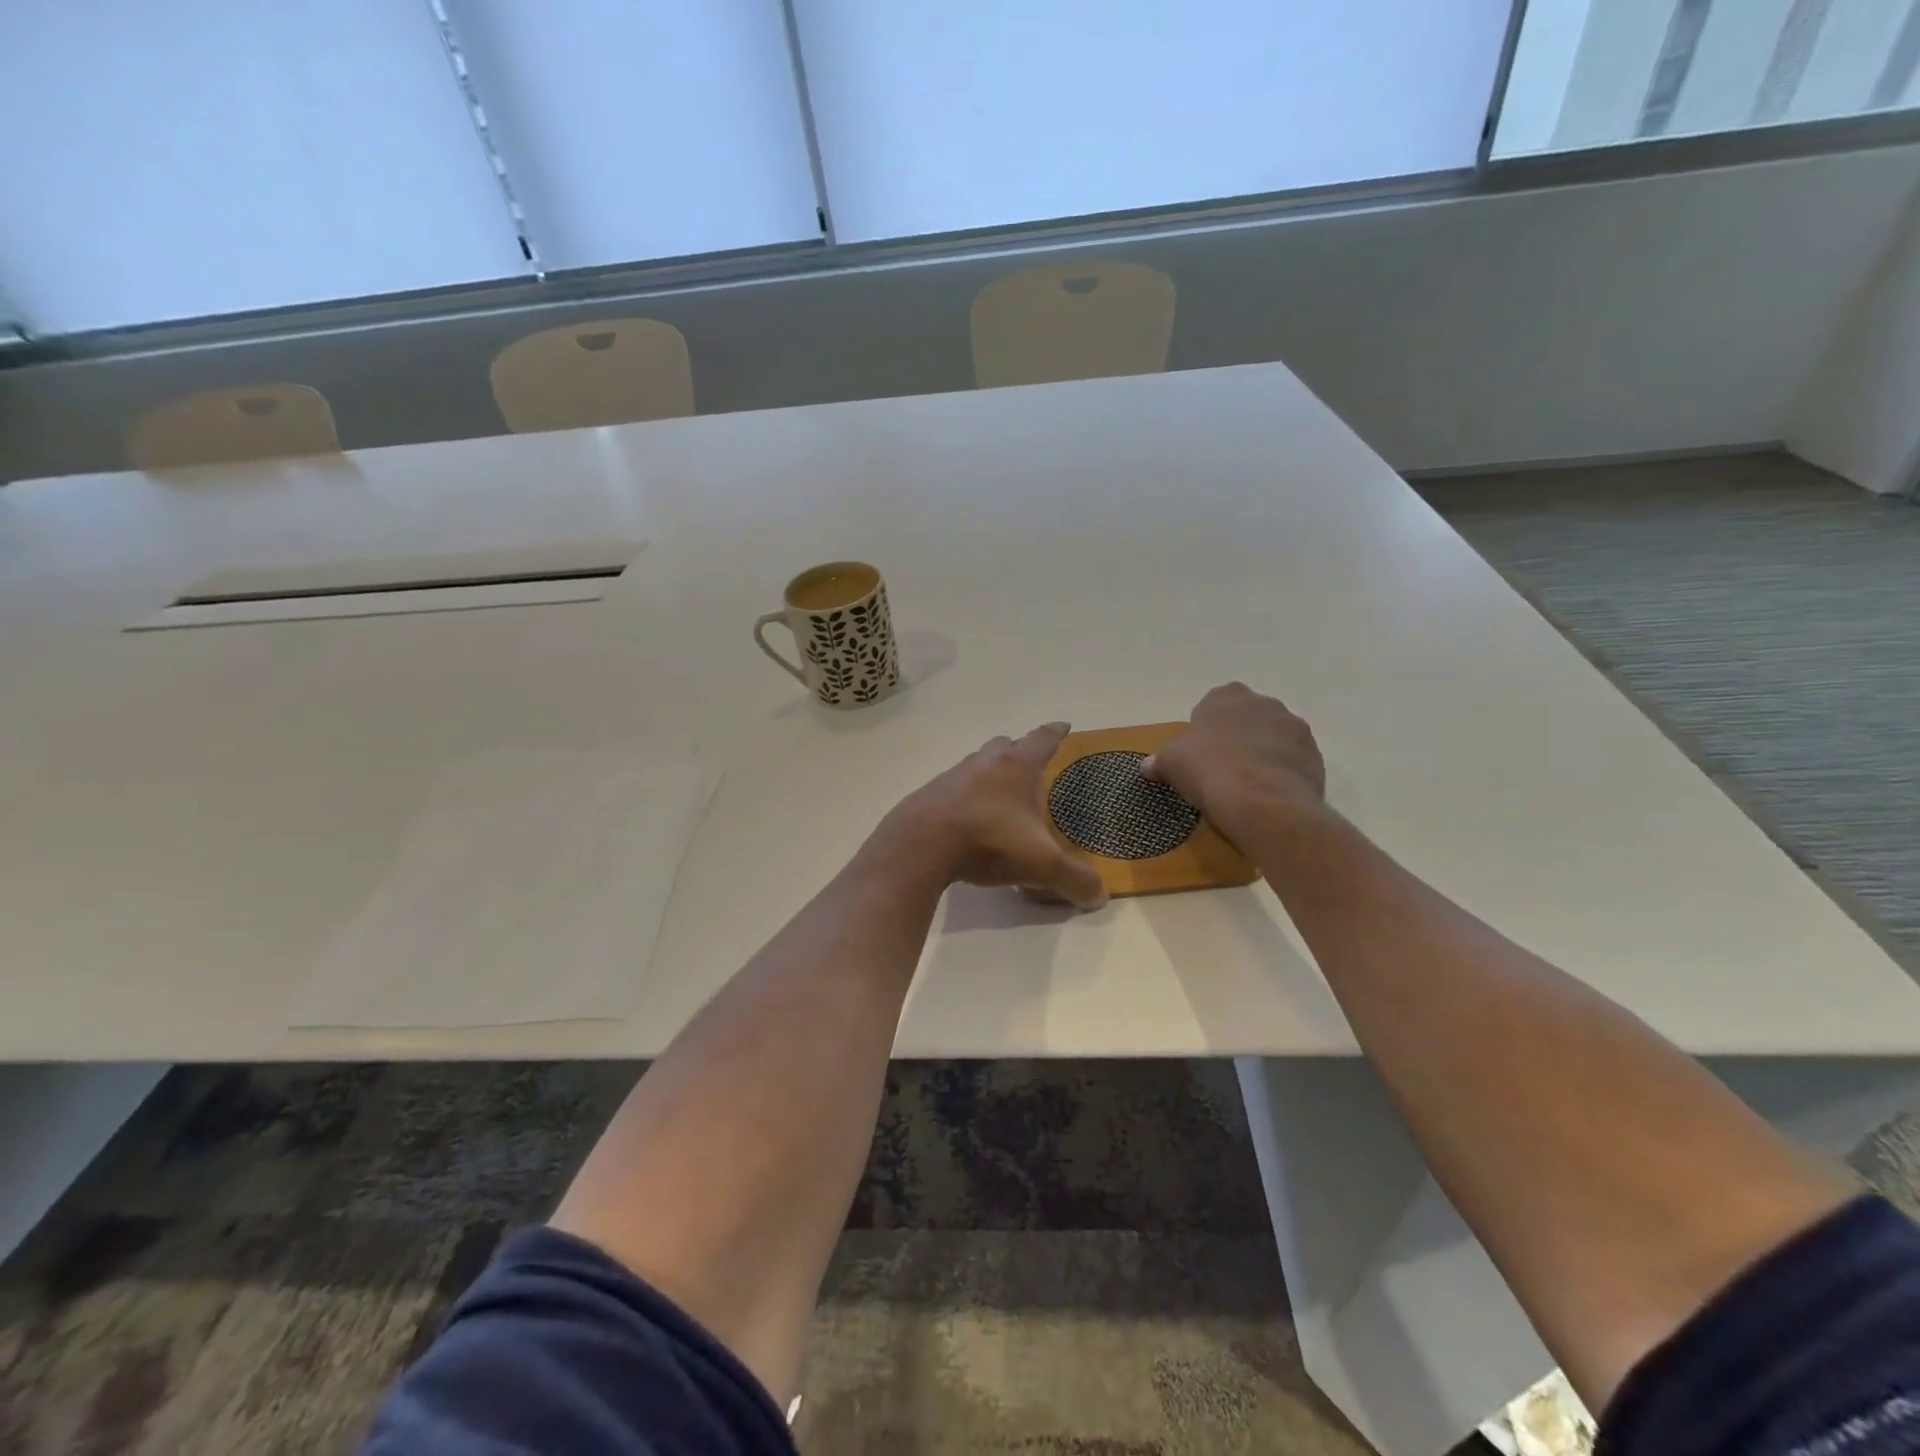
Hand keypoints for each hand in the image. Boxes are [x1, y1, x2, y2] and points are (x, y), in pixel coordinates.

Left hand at [872, 723, 1108, 909]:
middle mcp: (984, 763)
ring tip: (999, 795)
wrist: (920, 845)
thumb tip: (1100, 897)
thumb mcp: (1041, 864)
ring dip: (989, 773)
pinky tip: (968, 819)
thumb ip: (1074, 879)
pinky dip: (965, 797)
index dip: (1056, 732)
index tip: (1064, 725)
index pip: (1042, 739)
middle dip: (1018, 750)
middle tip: (1030, 764)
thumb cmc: (988, 841)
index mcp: (1016, 767)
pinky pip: (953, 789)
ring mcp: (952, 777)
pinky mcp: (928, 797)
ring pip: (976, 764)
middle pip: (1004, 745)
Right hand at [1142, 683, 1325, 845]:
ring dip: (1262, 753)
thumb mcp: (1172, 764)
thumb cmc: (1210, 771)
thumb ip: (1159, 761)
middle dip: (1237, 736)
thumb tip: (1146, 766)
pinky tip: (1267, 795)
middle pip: (1247, 717)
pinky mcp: (1314, 755)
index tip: (1199, 751)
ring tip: (1247, 784)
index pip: (1214, 702)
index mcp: (1227, 696)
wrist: (1263, 802)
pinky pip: (1292, 760)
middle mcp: (1265, 703)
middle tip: (1222, 766)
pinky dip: (1281, 772)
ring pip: (1273, 737)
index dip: (1206, 726)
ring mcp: (1294, 728)